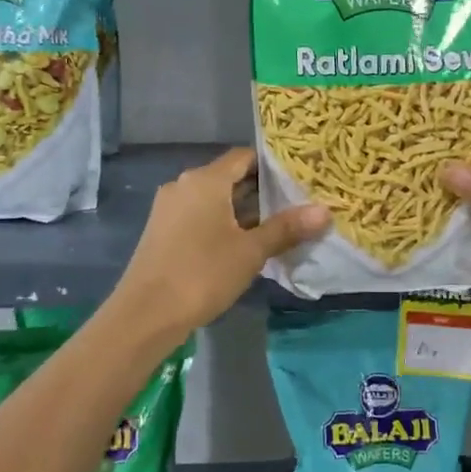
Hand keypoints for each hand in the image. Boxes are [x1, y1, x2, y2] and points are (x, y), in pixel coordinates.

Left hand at [111, 148, 328, 337]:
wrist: (145, 314)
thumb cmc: (202, 273)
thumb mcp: (251, 252)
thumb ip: (286, 228)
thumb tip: (324, 211)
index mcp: (205, 180)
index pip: (244, 157)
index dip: (271, 165)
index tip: (297, 178)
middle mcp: (184, 184)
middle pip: (228, 176)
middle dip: (259, 190)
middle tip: (293, 203)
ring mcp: (168, 207)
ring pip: (213, 198)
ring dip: (240, 209)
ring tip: (274, 225)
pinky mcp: (161, 229)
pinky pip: (197, 214)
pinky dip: (220, 221)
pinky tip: (240, 243)